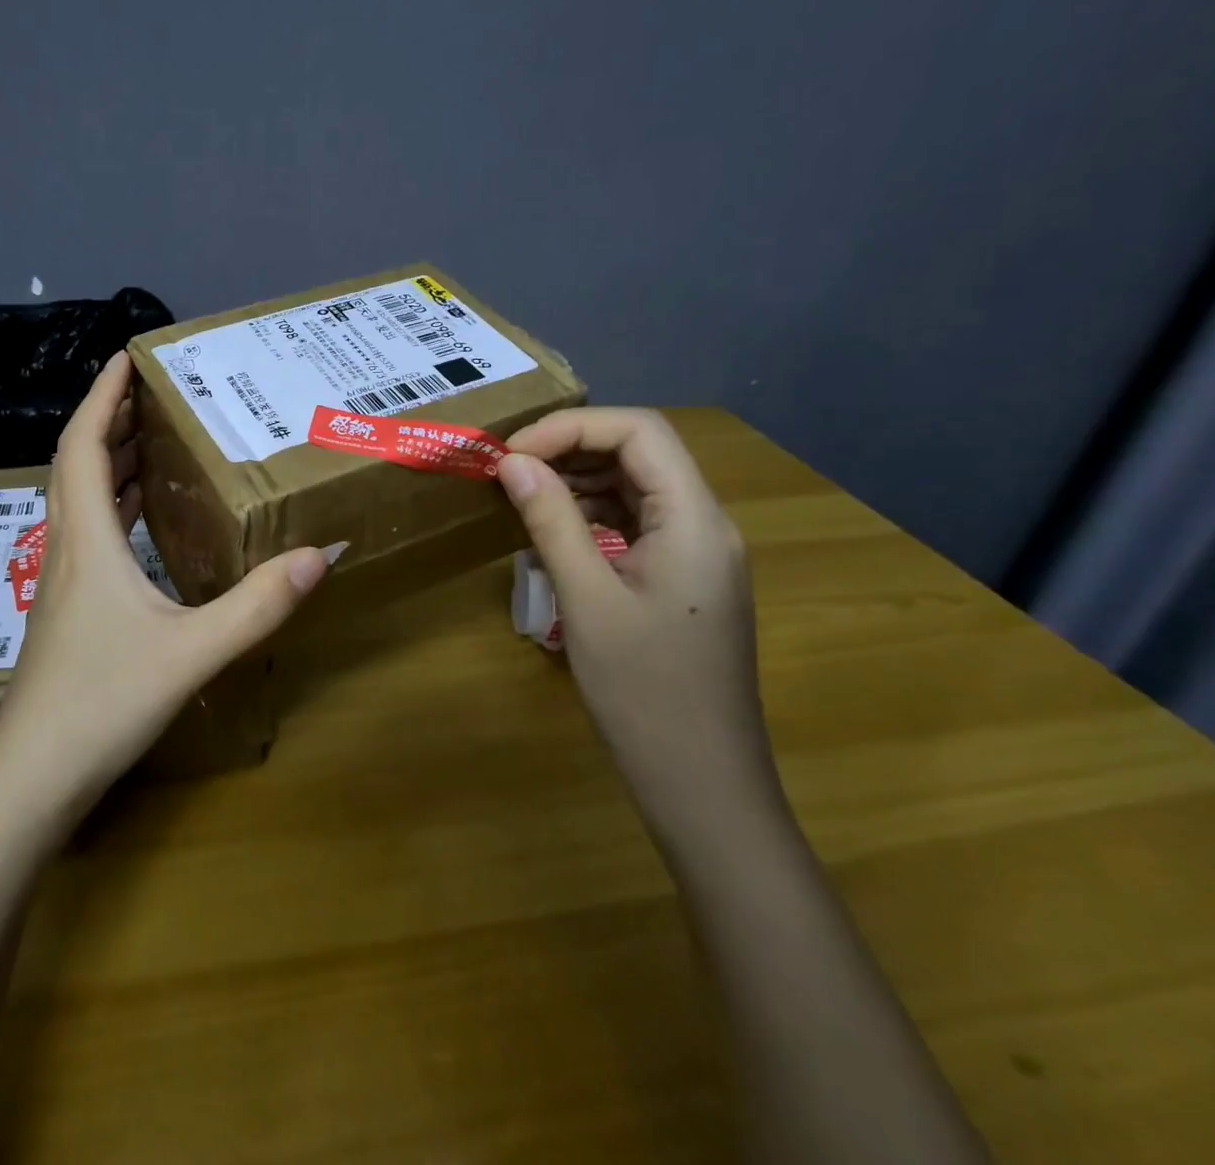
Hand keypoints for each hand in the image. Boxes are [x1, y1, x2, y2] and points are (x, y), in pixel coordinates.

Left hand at [0, 352, 329, 828]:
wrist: (32, 780)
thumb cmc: (102, 704)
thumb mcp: (192, 651)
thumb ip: (257, 605)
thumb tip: (320, 554)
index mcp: (86, 540)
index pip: (81, 444)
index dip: (102, 396)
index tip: (128, 357)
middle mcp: (65, 549)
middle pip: (75, 463)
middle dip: (109, 420)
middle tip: (153, 395)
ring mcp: (60, 583)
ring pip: (77, 500)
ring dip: (107, 462)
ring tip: (150, 442)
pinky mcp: (66, 611)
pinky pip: (87, 535)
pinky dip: (111, 508)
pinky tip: (140, 523)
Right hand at [496, 408, 777, 831]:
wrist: (703, 786)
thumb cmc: (645, 694)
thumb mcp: (587, 600)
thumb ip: (551, 520)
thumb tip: (512, 463)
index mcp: (695, 520)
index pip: (639, 431)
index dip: (570, 428)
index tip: (512, 455)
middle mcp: (705, 524)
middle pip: (641, 452)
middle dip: (571, 448)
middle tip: (509, 470)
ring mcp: (698, 554)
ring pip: (638, 486)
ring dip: (579, 480)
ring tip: (522, 495)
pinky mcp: (684, 580)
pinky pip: (638, 523)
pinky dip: (593, 514)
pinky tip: (554, 532)